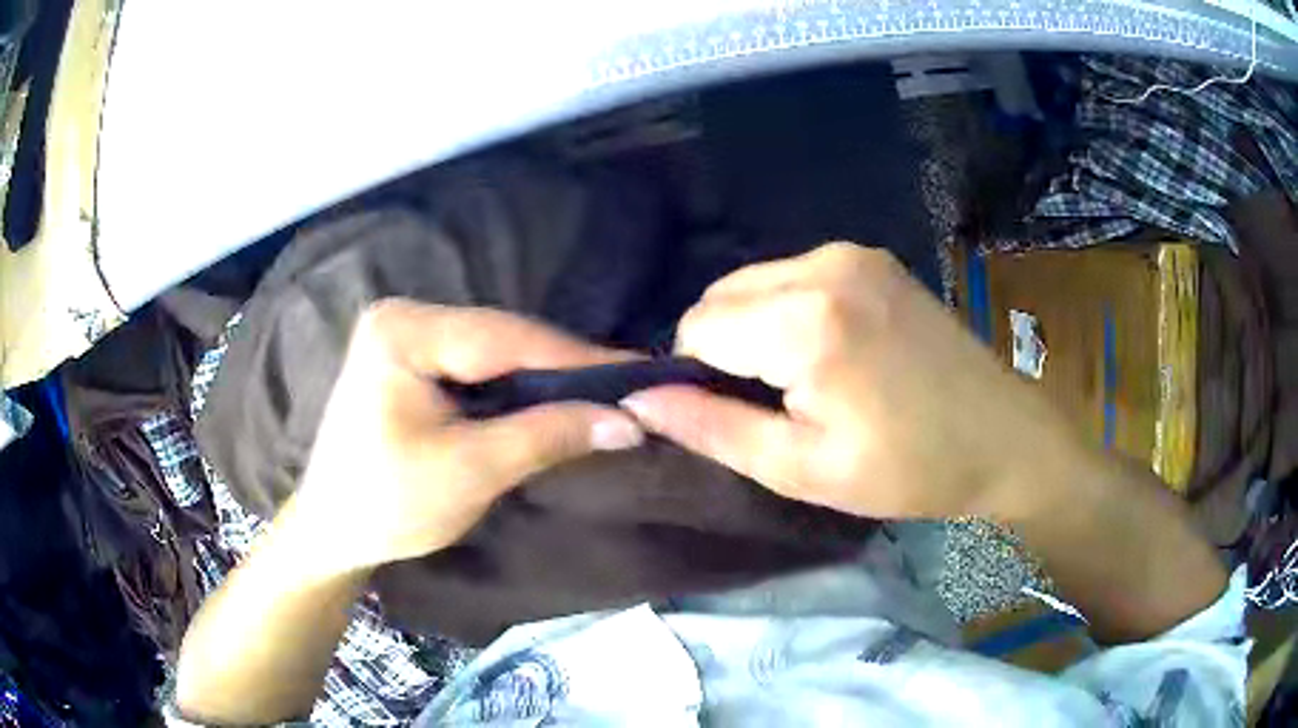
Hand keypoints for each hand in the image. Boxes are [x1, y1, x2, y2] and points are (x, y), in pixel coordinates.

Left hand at [290, 300, 643, 574]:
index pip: (508, 337)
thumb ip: (549, 436)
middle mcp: (403, 315)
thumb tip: (630, 421)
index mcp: (403, 332)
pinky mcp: (410, 357)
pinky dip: (517, 385)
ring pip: (494, 349)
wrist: (333, 530)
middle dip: (565, 367)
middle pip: (502, 337)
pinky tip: (553, 398)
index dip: (580, 357)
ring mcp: (405, 333)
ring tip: (604, 393)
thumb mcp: (472, 472)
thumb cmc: (389, 505)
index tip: (644, 371)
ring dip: (545, 376)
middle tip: (631, 388)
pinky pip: (477, 363)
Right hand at [622, 242, 1083, 520]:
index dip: (696, 377)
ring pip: (752, 282)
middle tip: (773, 405)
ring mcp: (851, 252)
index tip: (735, 416)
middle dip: (722, 349)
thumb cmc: (908, 469)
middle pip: (719, 297)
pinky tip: (826, 351)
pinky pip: (791, 275)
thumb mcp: (802, 469)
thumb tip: (637, 400)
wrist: (1002, 437)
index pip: (695, 328)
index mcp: (806, 320)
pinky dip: (785, 310)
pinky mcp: (870, 256)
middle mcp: (822, 265)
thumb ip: (712, 429)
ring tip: (802, 381)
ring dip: (752, 328)